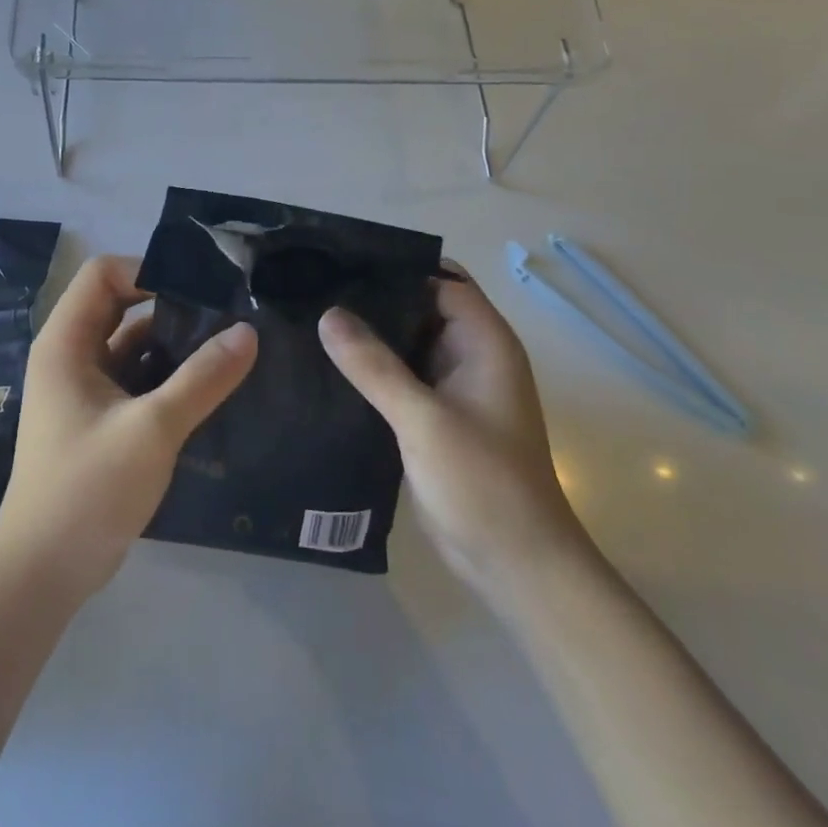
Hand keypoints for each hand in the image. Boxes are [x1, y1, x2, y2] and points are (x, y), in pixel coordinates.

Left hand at [0, 255, 257, 601]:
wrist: (44, 572)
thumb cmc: (87, 489)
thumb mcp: (152, 430)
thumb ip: (202, 379)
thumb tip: (248, 332)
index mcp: (66, 343)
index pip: (103, 274)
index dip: (147, 270)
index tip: (198, 290)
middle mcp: (71, 355)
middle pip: (120, 305)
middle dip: (169, 306)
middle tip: (224, 314)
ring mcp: (84, 388)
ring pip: (132, 345)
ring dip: (174, 345)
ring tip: (228, 348)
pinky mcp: (99, 418)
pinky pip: (136, 379)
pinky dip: (168, 377)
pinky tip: (209, 387)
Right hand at [318, 268, 585, 600]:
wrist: (516, 566)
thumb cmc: (483, 484)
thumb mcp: (424, 420)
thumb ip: (374, 366)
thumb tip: (327, 313)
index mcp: (485, 343)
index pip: (441, 280)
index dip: (397, 266)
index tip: (343, 259)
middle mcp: (470, 357)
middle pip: (420, 308)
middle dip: (374, 298)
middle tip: (315, 288)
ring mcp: (453, 389)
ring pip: (406, 343)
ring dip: (369, 335)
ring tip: (311, 318)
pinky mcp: (435, 417)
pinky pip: (399, 377)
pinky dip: (371, 368)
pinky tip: (328, 366)